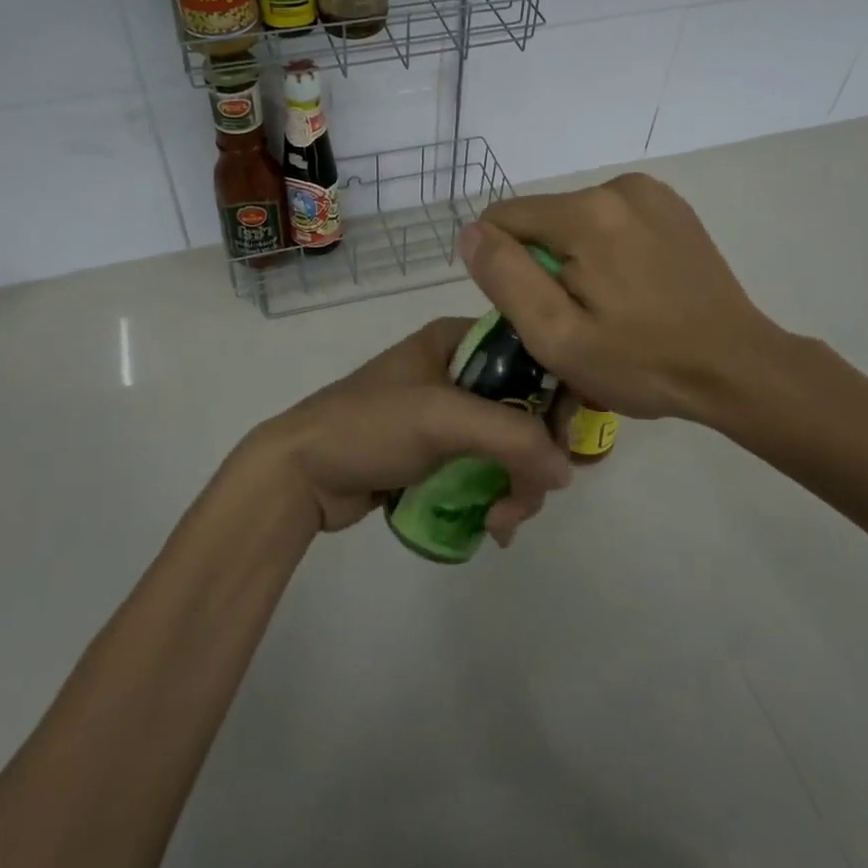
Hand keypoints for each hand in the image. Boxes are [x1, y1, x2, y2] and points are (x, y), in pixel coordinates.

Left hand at [235, 318, 575, 542]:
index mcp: (456, 340)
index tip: (561, 440)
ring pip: (510, 446)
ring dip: (517, 487)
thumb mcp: (442, 418)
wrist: (301, 474)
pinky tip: (492, 527)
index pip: (531, 354)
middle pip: (526, 408)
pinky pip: (488, 470)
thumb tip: (566, 470)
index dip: (555, 394)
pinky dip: (498, 497)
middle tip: (528, 497)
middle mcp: (457, 370)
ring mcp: (448, 414)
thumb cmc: (369, 426)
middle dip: (533, 458)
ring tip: (500, 523)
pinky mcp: (439, 453)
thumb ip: (512, 437)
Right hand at [459, 173, 811, 428]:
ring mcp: (651, 193)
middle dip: (543, 265)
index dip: (503, 267)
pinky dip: (607, 251)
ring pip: (574, 221)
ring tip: (611, 307)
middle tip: (578, 319)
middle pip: (541, 220)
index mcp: (586, 213)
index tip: (536, 309)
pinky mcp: (672, 207)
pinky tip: (635, 289)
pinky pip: (610, 221)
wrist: (738, 368)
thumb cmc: (643, 363)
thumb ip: (505, 277)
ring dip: (575, 259)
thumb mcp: (558, 336)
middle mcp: (617, 186)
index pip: (503, 219)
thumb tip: (471, 232)